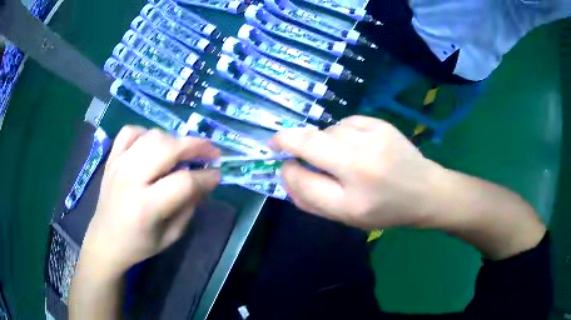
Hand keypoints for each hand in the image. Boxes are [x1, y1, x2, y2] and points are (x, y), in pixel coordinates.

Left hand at [80, 126, 219, 277]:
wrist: (105, 240)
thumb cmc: (139, 244)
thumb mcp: (170, 236)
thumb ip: (189, 207)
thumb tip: (204, 183)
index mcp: (146, 207)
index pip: (184, 182)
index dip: (206, 176)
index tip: (218, 175)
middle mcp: (131, 179)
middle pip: (169, 148)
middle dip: (196, 146)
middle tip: (210, 152)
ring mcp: (118, 164)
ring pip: (153, 135)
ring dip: (174, 140)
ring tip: (182, 152)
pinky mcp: (111, 158)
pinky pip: (131, 131)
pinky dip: (146, 133)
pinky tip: (152, 146)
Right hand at [272, 116, 443, 228]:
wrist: (425, 192)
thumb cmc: (385, 211)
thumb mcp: (347, 217)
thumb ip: (312, 200)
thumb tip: (287, 174)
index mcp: (352, 199)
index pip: (302, 180)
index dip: (286, 171)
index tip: (284, 165)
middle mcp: (361, 164)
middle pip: (308, 142)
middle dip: (287, 140)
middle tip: (281, 144)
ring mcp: (372, 138)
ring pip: (327, 131)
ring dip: (321, 141)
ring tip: (337, 155)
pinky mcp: (380, 124)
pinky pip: (344, 123)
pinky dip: (340, 133)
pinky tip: (354, 144)